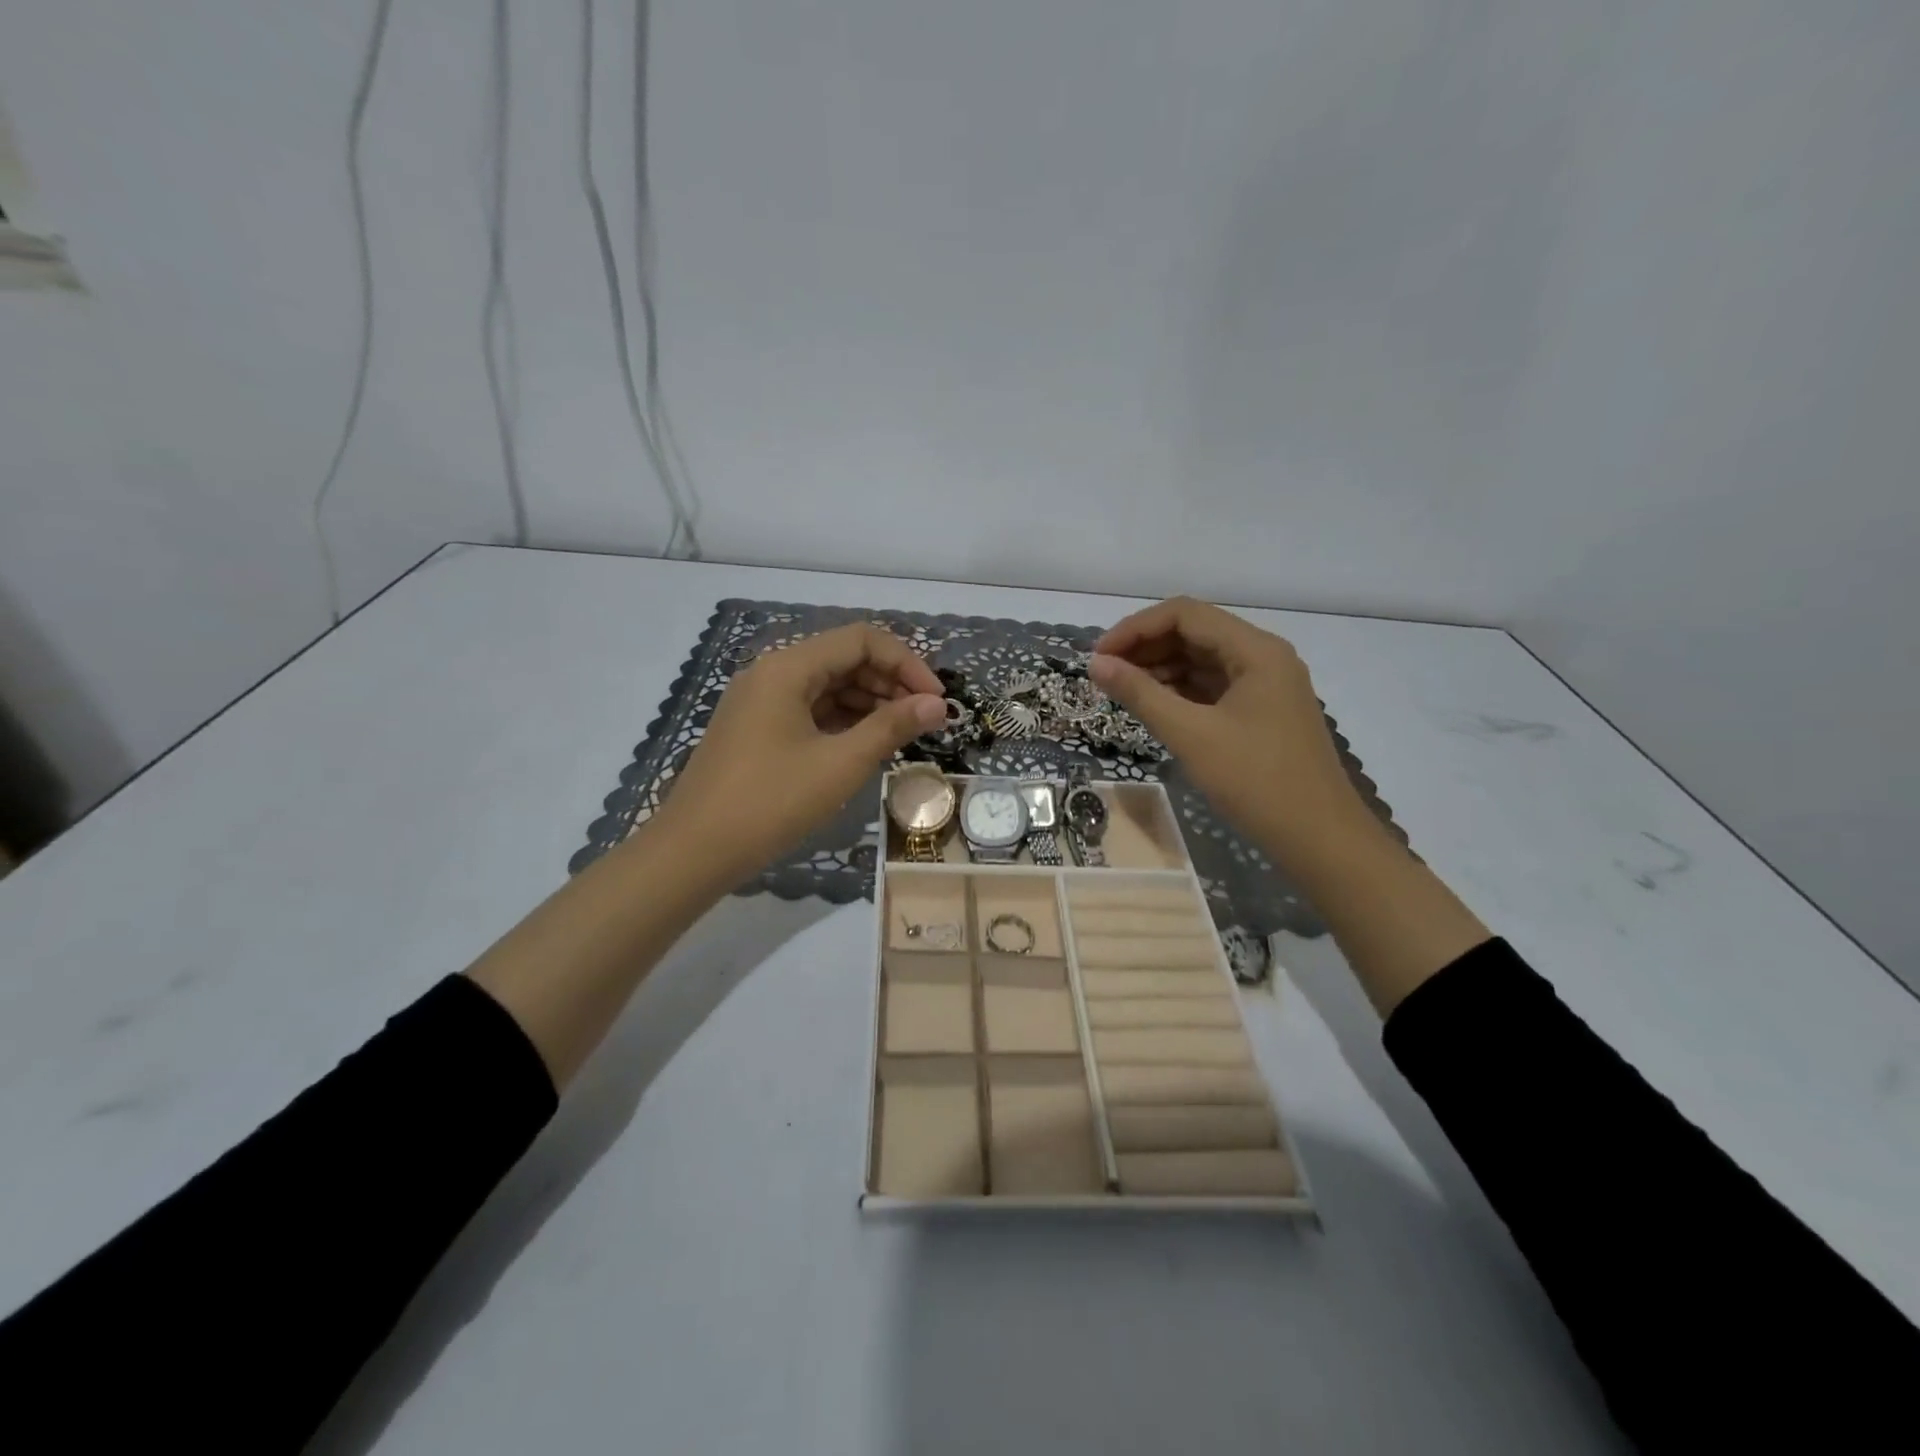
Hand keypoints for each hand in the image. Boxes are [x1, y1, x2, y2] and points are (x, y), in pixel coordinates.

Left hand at [656, 623, 946, 882]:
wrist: (694, 851)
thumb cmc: (771, 802)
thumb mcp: (840, 764)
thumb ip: (892, 727)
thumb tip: (937, 705)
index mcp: (788, 667)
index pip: (861, 640)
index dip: (906, 663)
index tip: (936, 701)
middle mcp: (772, 672)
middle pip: (844, 658)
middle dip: (890, 683)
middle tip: (925, 719)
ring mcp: (760, 700)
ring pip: (827, 685)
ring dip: (869, 702)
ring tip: (902, 733)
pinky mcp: (756, 728)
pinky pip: (809, 709)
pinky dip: (842, 720)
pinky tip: (866, 744)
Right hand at [1090, 598, 1372, 870]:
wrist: (1319, 838)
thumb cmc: (1256, 781)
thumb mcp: (1191, 735)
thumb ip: (1141, 694)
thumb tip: (1096, 665)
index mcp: (1255, 650)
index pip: (1185, 614)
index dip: (1135, 628)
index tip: (1099, 657)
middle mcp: (1263, 657)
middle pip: (1194, 632)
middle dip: (1145, 647)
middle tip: (1105, 675)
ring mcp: (1265, 685)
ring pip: (1202, 660)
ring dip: (1160, 668)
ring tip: (1122, 692)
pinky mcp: (1262, 712)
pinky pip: (1213, 686)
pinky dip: (1180, 691)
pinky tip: (1154, 706)